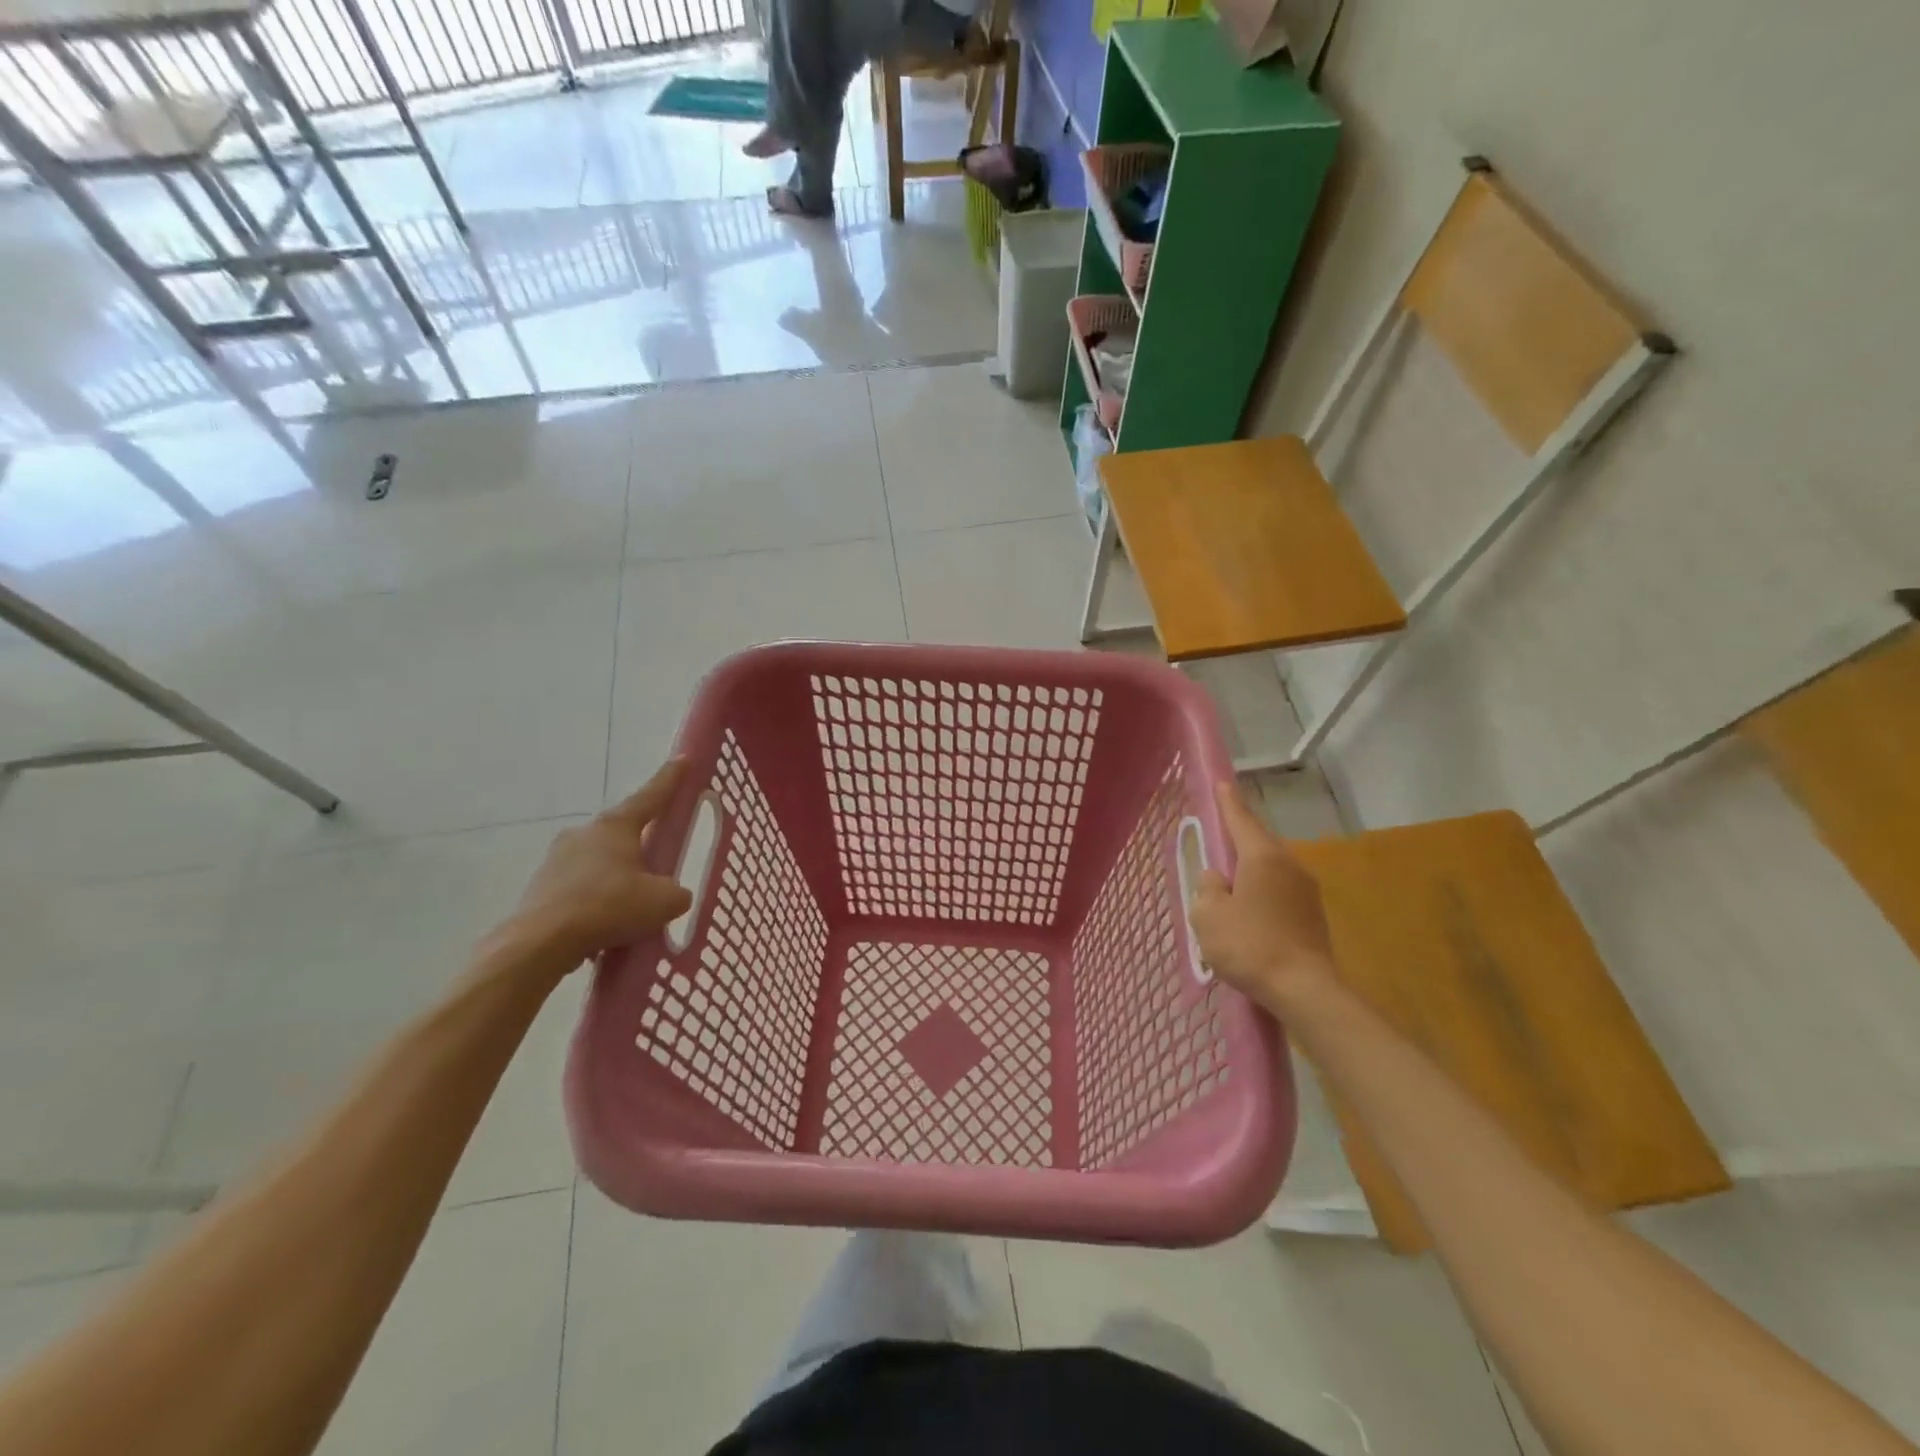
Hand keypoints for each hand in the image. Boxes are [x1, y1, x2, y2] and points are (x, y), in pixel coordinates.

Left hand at [504, 759, 694, 973]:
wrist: (540, 942)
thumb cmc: (608, 907)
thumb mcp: (663, 902)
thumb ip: (678, 893)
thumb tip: (675, 895)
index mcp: (616, 826)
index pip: (651, 796)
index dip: (670, 779)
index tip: (683, 760)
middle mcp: (585, 833)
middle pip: (623, 832)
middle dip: (641, 846)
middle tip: (658, 865)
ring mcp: (558, 858)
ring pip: (600, 862)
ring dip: (617, 877)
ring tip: (631, 908)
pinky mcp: (541, 886)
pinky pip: (580, 888)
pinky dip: (596, 901)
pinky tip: (605, 927)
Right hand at [1188, 782, 1338, 1009]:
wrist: (1305, 990)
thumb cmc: (1250, 946)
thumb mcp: (1209, 915)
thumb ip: (1207, 888)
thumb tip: (1217, 878)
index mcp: (1261, 857)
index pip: (1241, 820)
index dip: (1228, 802)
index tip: (1222, 783)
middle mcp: (1289, 865)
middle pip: (1258, 842)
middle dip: (1238, 838)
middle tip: (1218, 836)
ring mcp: (1306, 890)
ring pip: (1270, 868)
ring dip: (1250, 869)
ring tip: (1229, 882)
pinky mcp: (1313, 915)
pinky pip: (1280, 890)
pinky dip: (1262, 891)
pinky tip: (1249, 910)